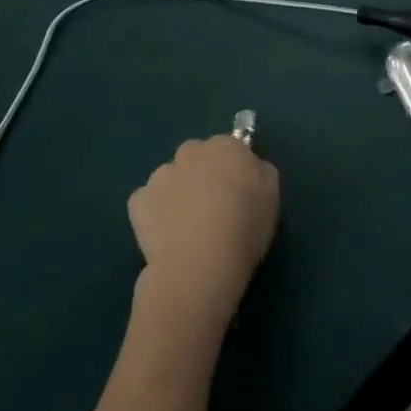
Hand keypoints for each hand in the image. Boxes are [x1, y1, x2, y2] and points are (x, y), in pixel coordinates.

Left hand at [127, 134, 279, 331]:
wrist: (200, 263)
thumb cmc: (244, 228)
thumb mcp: (272, 197)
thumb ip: (260, 173)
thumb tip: (249, 168)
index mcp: (226, 147)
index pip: (230, 147)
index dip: (233, 169)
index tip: (237, 191)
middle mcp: (191, 152)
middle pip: (196, 157)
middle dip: (201, 174)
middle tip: (212, 206)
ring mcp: (160, 175)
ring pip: (170, 178)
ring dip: (177, 192)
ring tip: (186, 226)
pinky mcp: (138, 200)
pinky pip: (148, 202)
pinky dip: (154, 213)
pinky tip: (166, 235)